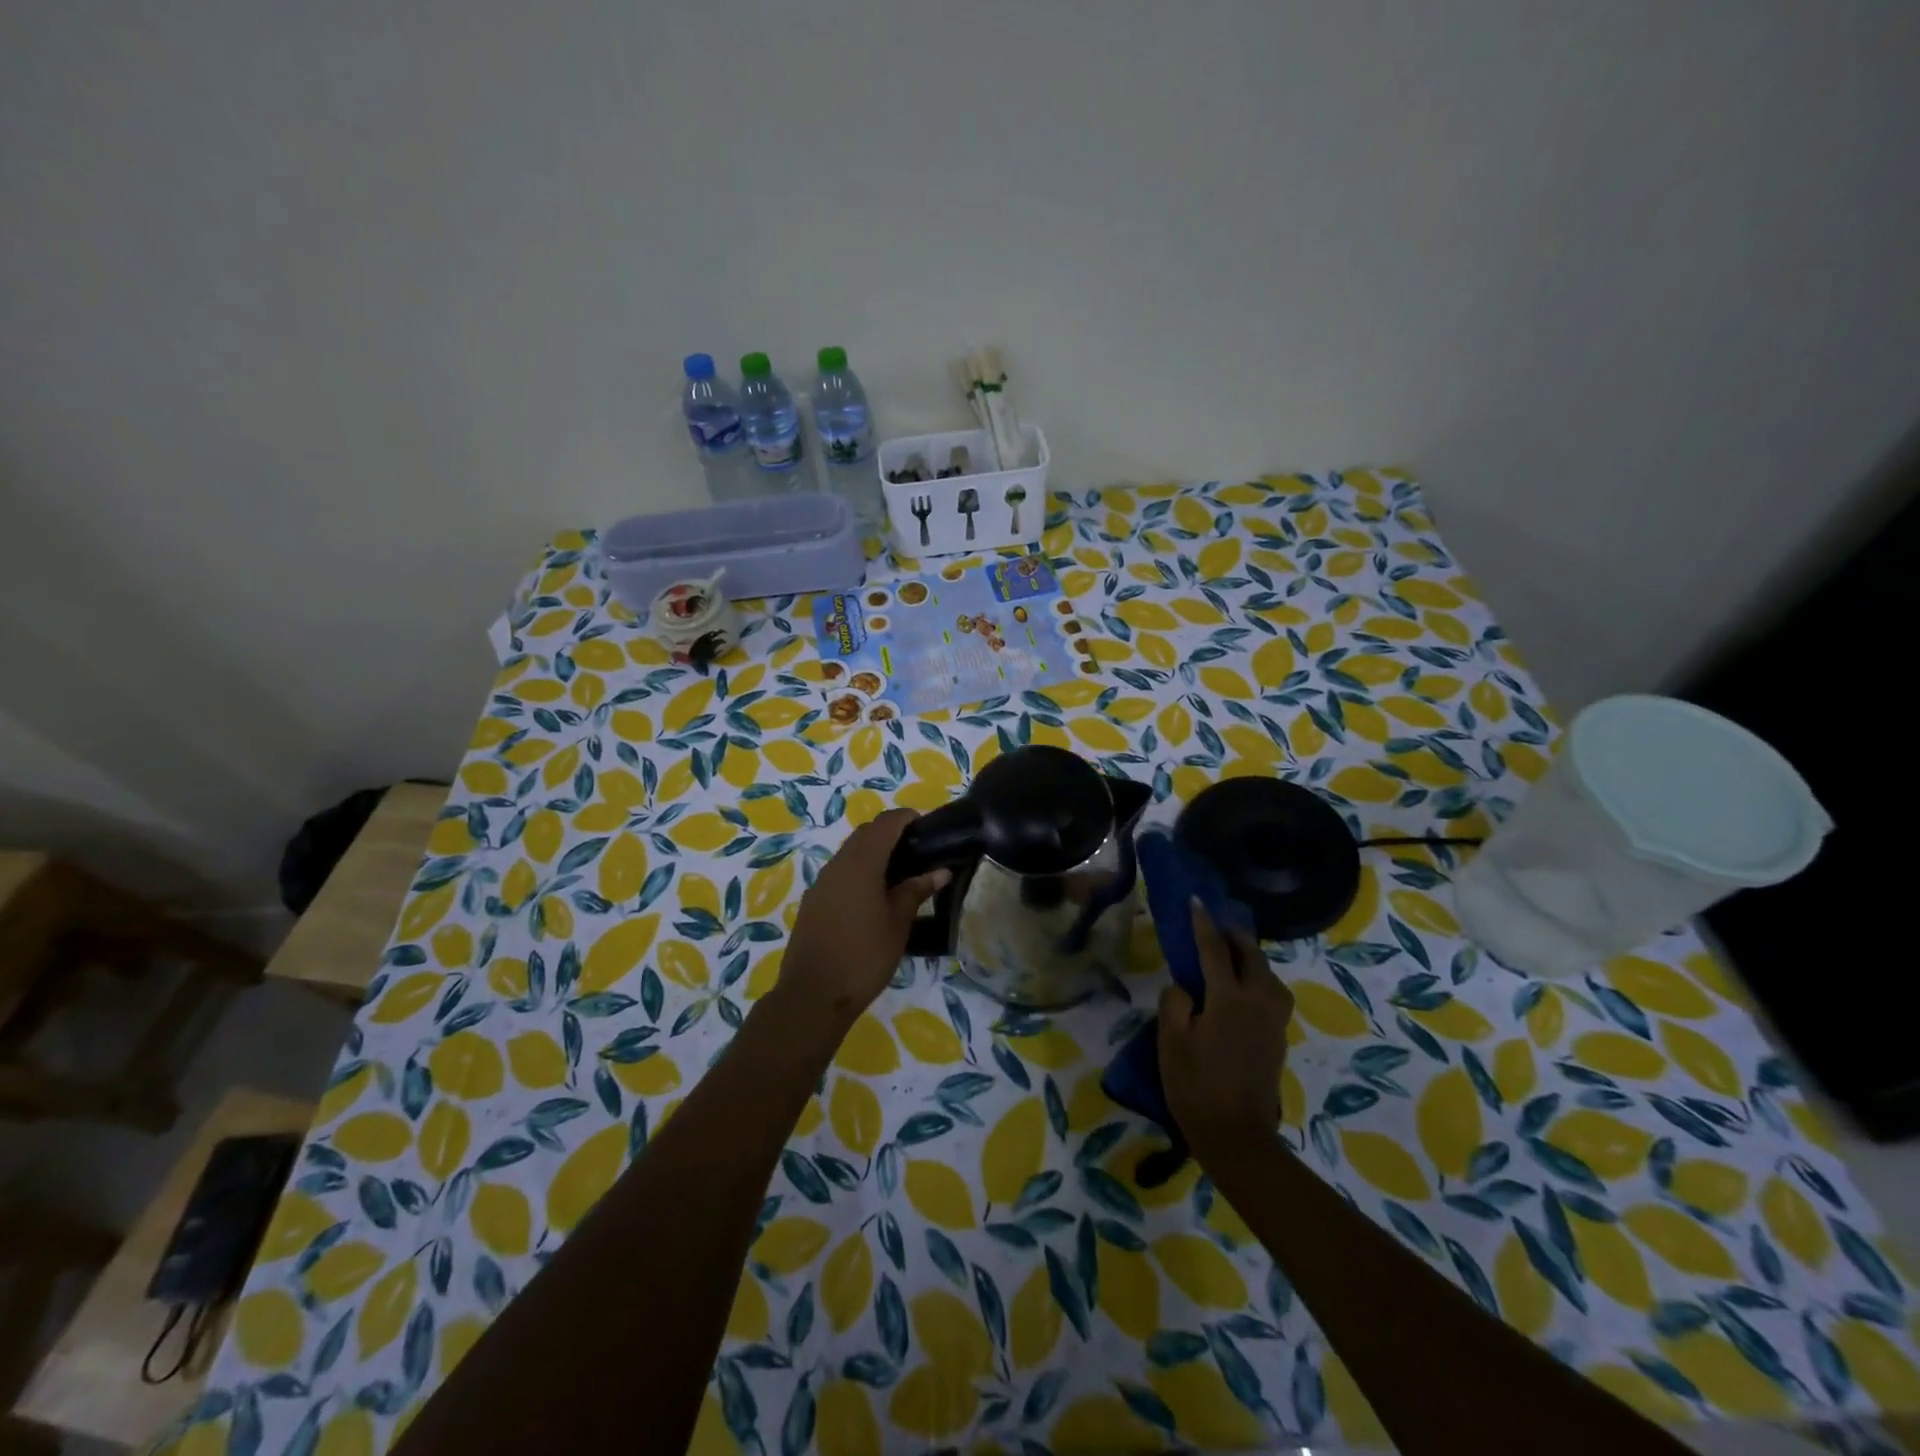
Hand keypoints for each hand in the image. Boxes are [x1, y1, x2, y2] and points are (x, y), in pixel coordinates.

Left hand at [776, 809, 948, 1034]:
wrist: (813, 994)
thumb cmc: (864, 956)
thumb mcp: (898, 923)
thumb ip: (916, 891)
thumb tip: (940, 871)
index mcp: (862, 863)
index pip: (885, 824)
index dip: (906, 818)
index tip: (927, 826)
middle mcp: (838, 864)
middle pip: (865, 834)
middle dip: (890, 832)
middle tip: (917, 849)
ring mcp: (821, 882)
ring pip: (850, 852)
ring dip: (873, 852)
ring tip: (899, 873)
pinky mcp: (813, 900)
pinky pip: (839, 872)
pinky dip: (858, 870)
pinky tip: (873, 895)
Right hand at [1159, 899, 1293, 1162]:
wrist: (1237, 1137)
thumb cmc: (1195, 1086)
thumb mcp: (1171, 1041)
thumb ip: (1175, 1003)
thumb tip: (1185, 987)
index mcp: (1229, 999)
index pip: (1214, 949)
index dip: (1203, 923)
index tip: (1197, 901)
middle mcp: (1257, 1003)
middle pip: (1252, 957)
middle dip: (1236, 937)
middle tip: (1218, 926)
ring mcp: (1272, 1022)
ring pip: (1270, 976)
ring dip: (1253, 959)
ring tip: (1234, 957)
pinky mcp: (1277, 1039)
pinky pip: (1273, 995)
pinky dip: (1260, 980)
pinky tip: (1244, 990)